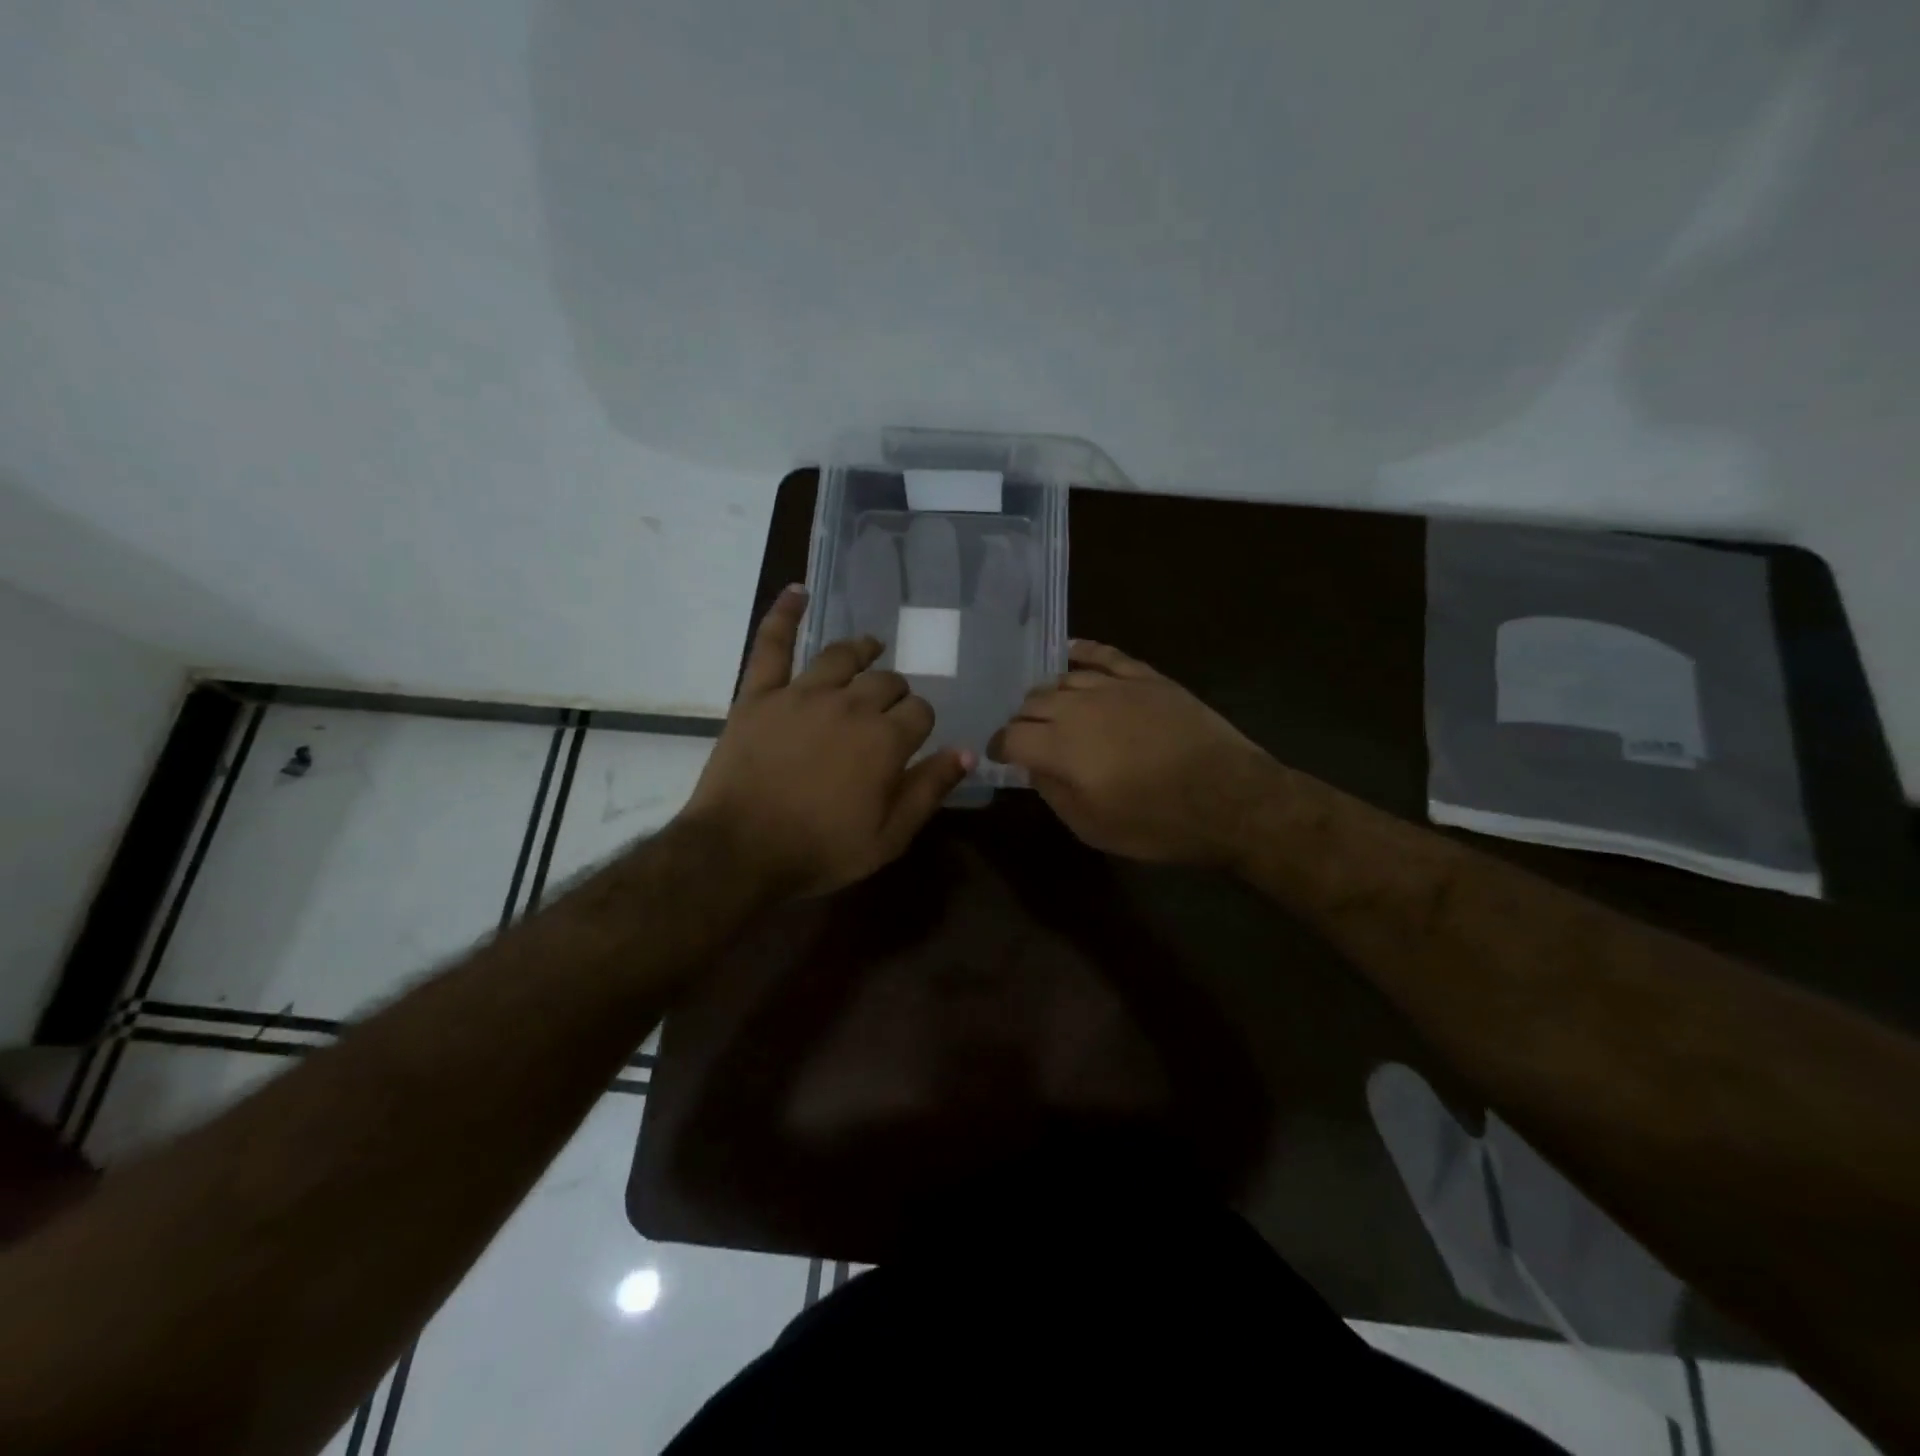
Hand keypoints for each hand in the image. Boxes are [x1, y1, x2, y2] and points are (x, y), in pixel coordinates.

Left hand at [681, 586, 971, 897]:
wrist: (739, 852)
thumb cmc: (819, 850)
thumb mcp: (889, 837)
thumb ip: (929, 789)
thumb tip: (967, 751)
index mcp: (885, 739)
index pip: (920, 711)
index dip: (920, 722)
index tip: (912, 738)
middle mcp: (850, 705)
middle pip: (886, 681)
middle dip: (895, 692)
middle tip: (887, 710)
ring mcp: (802, 694)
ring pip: (842, 656)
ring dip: (861, 650)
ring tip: (869, 648)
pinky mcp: (759, 694)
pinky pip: (773, 644)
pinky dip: (785, 614)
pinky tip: (797, 590)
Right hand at [992, 640, 1278, 866]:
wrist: (1229, 799)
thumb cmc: (1157, 824)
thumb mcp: (1093, 827)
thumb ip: (1054, 793)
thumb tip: (1034, 767)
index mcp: (1061, 747)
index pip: (1011, 737)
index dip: (1000, 747)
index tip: (1001, 756)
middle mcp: (1079, 707)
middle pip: (1033, 702)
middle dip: (1022, 721)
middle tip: (1028, 737)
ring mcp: (1114, 686)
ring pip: (1063, 678)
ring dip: (1048, 694)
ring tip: (1049, 707)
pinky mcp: (1145, 677)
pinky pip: (1104, 655)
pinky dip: (1082, 651)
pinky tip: (1070, 653)